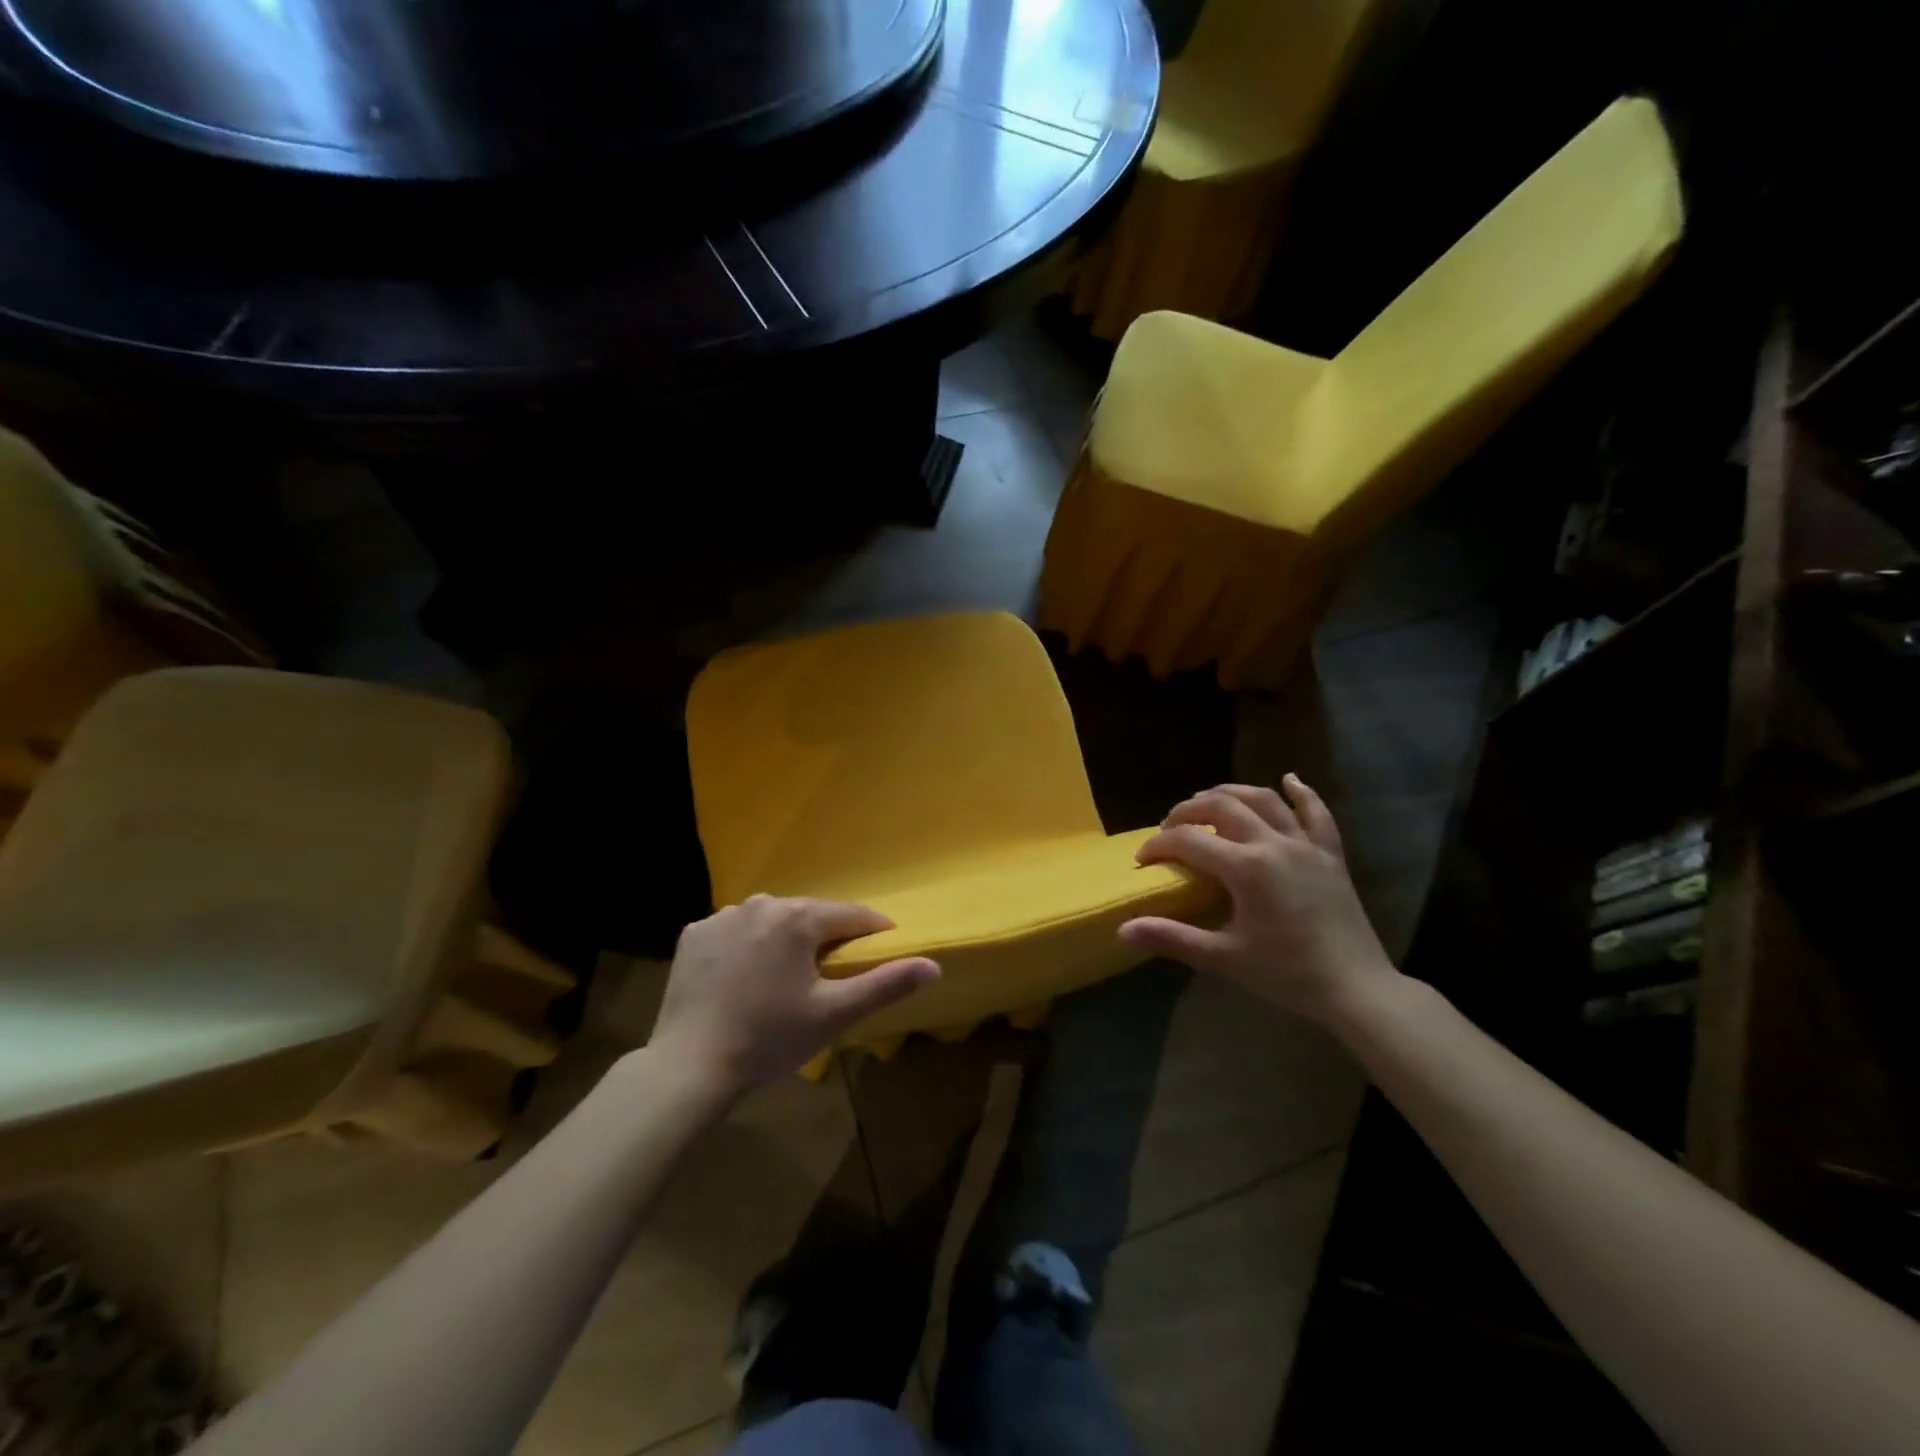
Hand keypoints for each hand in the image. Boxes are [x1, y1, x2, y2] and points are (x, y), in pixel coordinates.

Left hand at [650, 895, 939, 1095]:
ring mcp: (722, 916)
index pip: (852, 915)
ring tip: (785, 978)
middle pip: (810, 914)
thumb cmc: (771, 1038)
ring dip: (785, 939)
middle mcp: (762, 903)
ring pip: (771, 920)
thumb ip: (886, 983)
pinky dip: (746, 946)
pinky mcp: (694, 935)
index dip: (873, 933)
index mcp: (799, 917)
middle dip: (826, 937)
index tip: (881, 952)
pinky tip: (743, 978)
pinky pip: (734, 931)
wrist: (690, 1067)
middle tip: (830, 975)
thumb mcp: (835, 1014)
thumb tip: (935, 965)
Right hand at [1118, 777, 1398, 1023]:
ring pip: (1264, 799)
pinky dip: (1301, 793)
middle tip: (1169, 827)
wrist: (1356, 989)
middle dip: (1188, 810)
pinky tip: (1289, 780)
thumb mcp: (1223, 957)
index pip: (1189, 840)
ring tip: (1208, 799)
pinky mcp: (1330, 855)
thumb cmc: (1287, 973)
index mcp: (1246, 867)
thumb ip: (1172, 937)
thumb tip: (1123, 930)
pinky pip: (1316, 814)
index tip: (1142, 860)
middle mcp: (1274, 843)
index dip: (1158, 845)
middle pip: (1222, 805)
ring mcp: (1305, 845)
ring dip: (1231, 792)